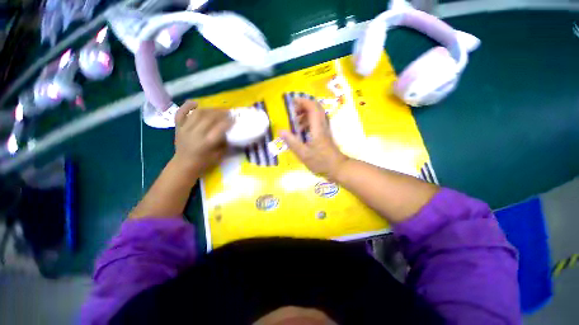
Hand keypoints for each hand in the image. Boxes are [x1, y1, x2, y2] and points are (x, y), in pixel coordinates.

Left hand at [173, 100, 232, 174]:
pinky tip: (196, 103)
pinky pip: (181, 113)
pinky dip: (187, 106)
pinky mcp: (178, 127)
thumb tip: (228, 132)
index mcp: (206, 143)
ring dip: (209, 109)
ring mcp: (185, 129)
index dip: (229, 121)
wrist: (183, 165)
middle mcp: (195, 133)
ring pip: (198, 113)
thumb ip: (224, 143)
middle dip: (221, 113)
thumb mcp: (218, 155)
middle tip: (229, 112)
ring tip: (217, 109)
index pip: (219, 128)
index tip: (235, 118)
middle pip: (209, 118)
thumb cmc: (203, 162)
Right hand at [281, 98, 348, 179]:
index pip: (312, 108)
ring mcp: (325, 129)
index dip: (303, 101)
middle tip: (293, 111)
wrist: (337, 167)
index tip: (292, 102)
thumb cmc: (320, 161)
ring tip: (295, 122)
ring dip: (305, 114)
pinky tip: (301, 130)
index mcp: (317, 128)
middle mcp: (322, 125)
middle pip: (316, 108)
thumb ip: (292, 142)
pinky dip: (308, 121)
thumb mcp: (303, 154)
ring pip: (316, 114)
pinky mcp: (325, 133)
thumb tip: (280, 130)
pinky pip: (317, 121)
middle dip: (303, 106)